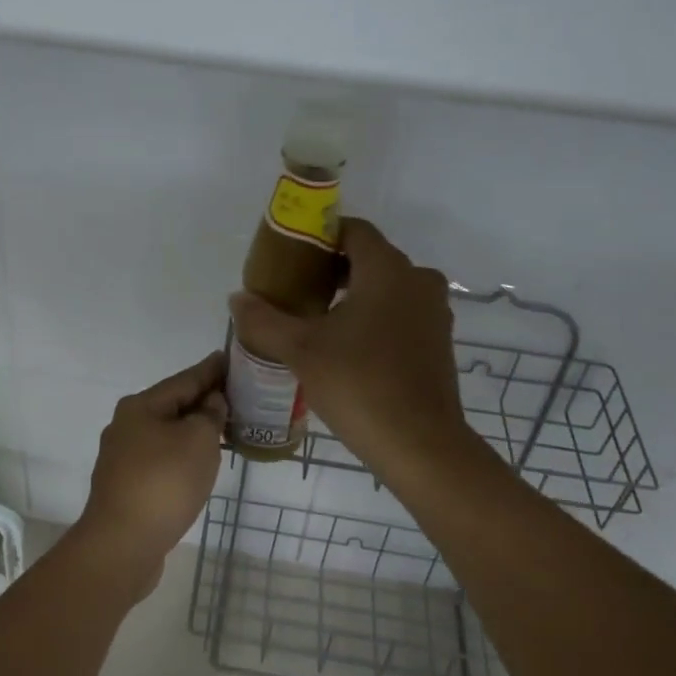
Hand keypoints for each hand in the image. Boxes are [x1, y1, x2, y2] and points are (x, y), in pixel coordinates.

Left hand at [74, 351, 227, 595]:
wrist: (122, 545)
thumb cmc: (163, 483)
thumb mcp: (198, 440)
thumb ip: (210, 415)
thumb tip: (211, 403)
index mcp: (140, 406)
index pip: (185, 379)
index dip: (211, 370)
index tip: (230, 358)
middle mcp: (126, 426)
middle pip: (173, 405)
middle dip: (203, 400)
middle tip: (236, 395)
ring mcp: (123, 458)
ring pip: (167, 433)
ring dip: (194, 429)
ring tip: (224, 427)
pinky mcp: (127, 486)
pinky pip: (162, 459)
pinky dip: (183, 454)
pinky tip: (199, 462)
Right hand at [229, 219, 476, 487]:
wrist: (421, 445)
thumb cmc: (359, 385)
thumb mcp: (301, 351)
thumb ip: (264, 319)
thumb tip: (237, 298)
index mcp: (387, 269)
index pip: (352, 230)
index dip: (319, 236)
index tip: (290, 257)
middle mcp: (418, 280)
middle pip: (369, 257)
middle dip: (331, 268)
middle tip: (295, 290)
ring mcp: (433, 312)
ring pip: (386, 287)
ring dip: (353, 294)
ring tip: (315, 319)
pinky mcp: (438, 341)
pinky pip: (401, 312)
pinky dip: (375, 316)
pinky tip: (347, 346)